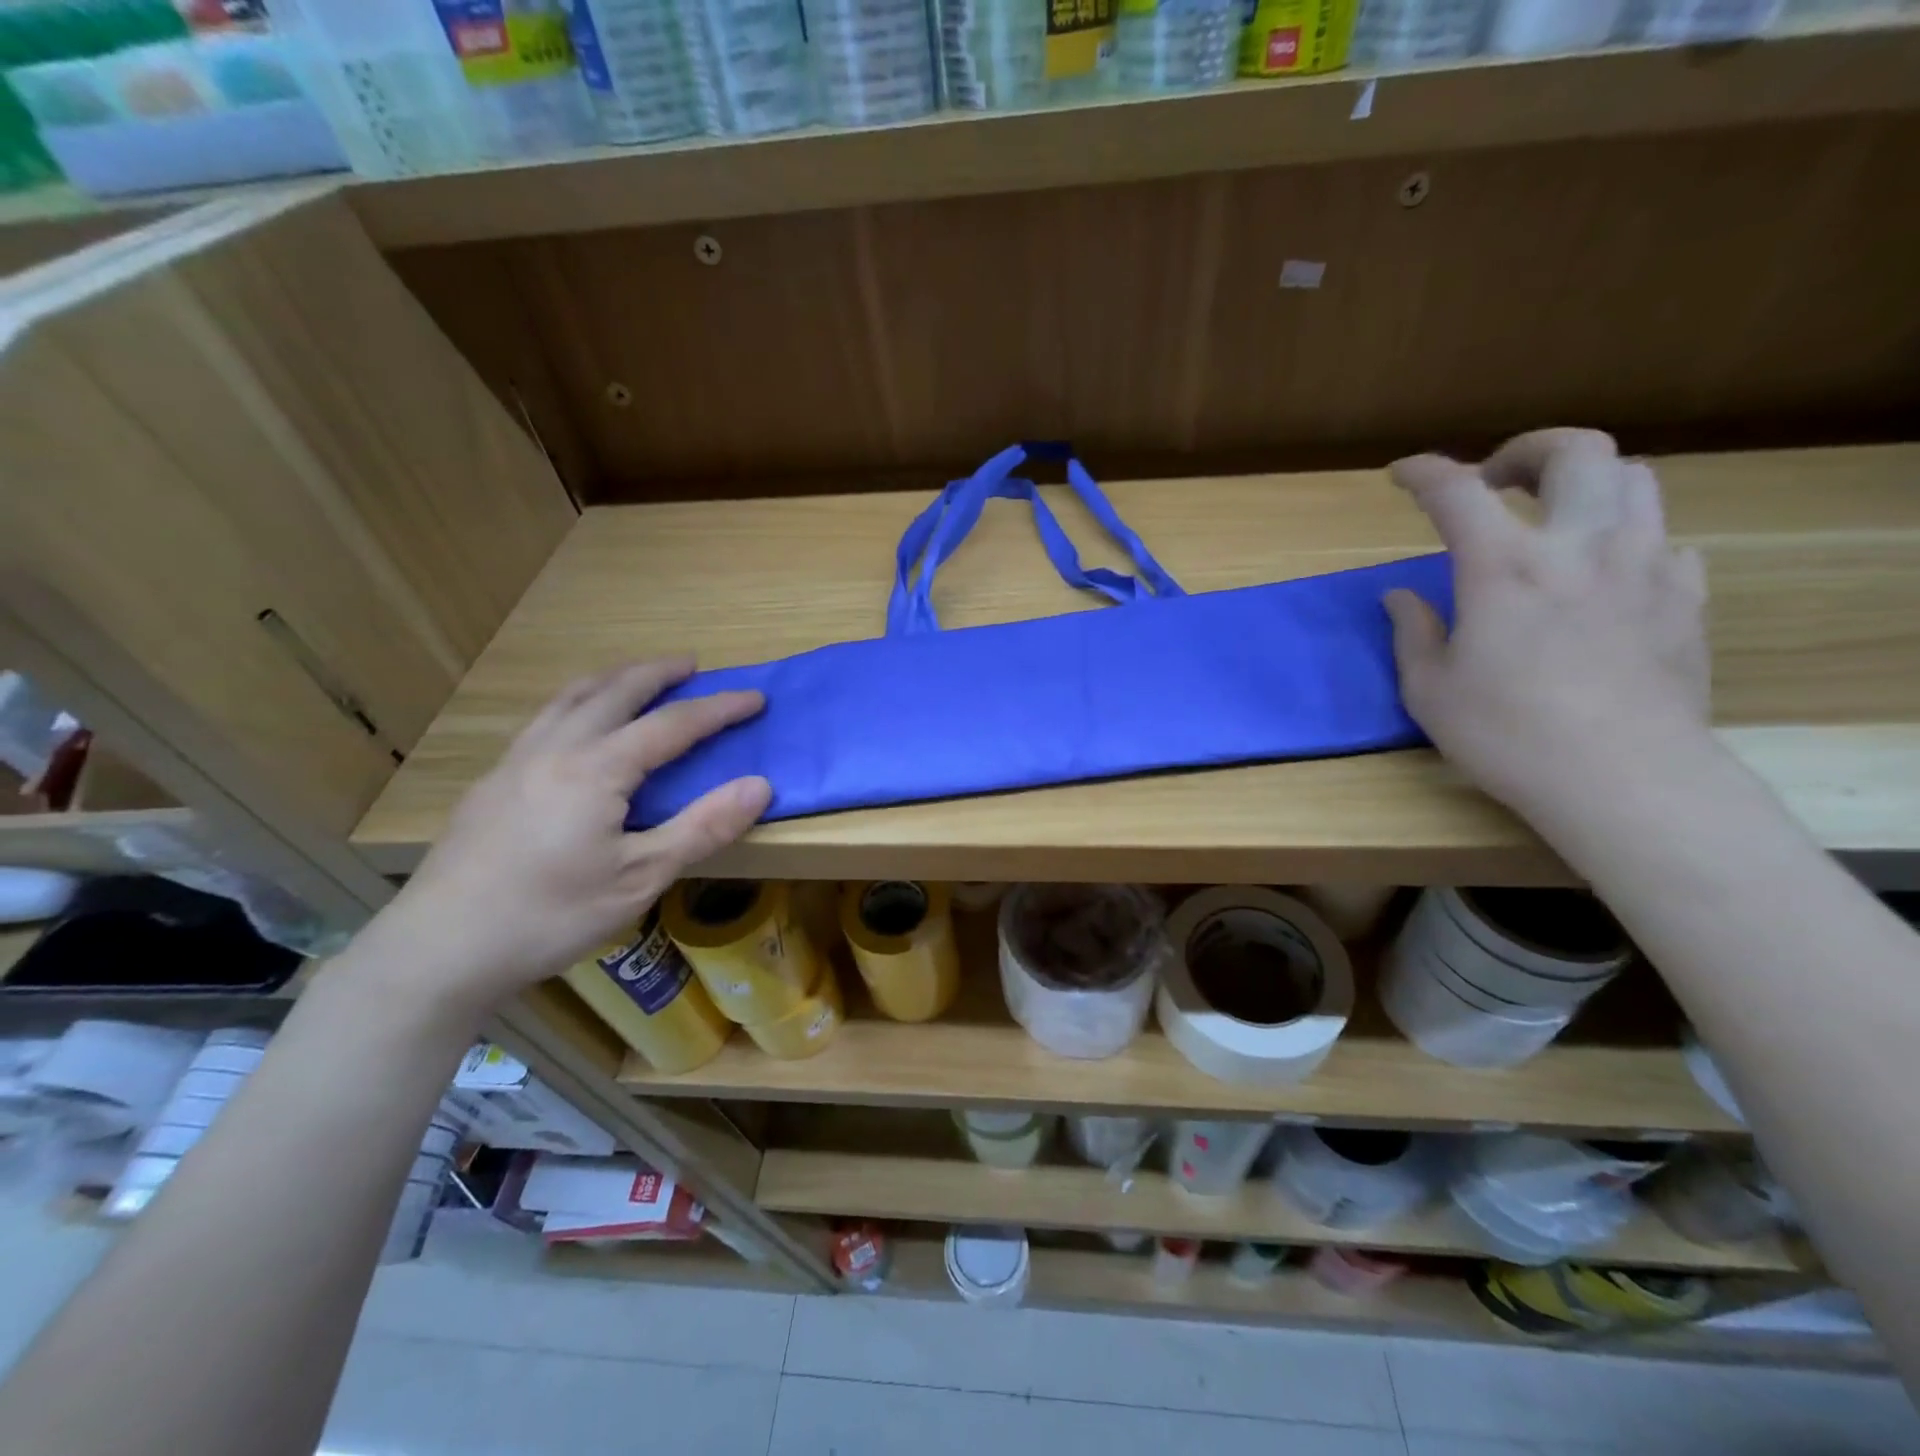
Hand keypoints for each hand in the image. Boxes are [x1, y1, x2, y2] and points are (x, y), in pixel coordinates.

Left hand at [364, 658, 769, 1019]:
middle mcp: (556, 749)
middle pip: (615, 691)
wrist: (439, 948)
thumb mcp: (641, 878)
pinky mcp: (492, 782)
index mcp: (597, 769)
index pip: (672, 725)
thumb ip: (702, 828)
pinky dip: (577, 702)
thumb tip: (759, 785)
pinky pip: (545, 719)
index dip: (718, 709)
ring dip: (613, 679)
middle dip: (659, 673)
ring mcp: (516, 761)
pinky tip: (578, 725)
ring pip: (571, 697)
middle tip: (692, 664)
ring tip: (637, 678)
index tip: (755, 697)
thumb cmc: (550, 915)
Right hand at [1384, 429, 1712, 818]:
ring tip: (1554, 517)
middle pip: (1574, 452)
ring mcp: (1644, 565)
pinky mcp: (1686, 597)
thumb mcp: (1429, 690)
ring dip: (1584, 484)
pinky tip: (1604, 575)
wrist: (1622, 777)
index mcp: (1504, 567)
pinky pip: (1664, 539)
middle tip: (1495, 481)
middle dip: (1525, 451)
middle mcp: (1580, 546)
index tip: (1403, 474)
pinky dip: (1627, 538)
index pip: (1456, 492)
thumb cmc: (1507, 735)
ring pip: (1634, 479)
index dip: (1424, 472)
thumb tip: (1401, 596)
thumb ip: (1413, 632)